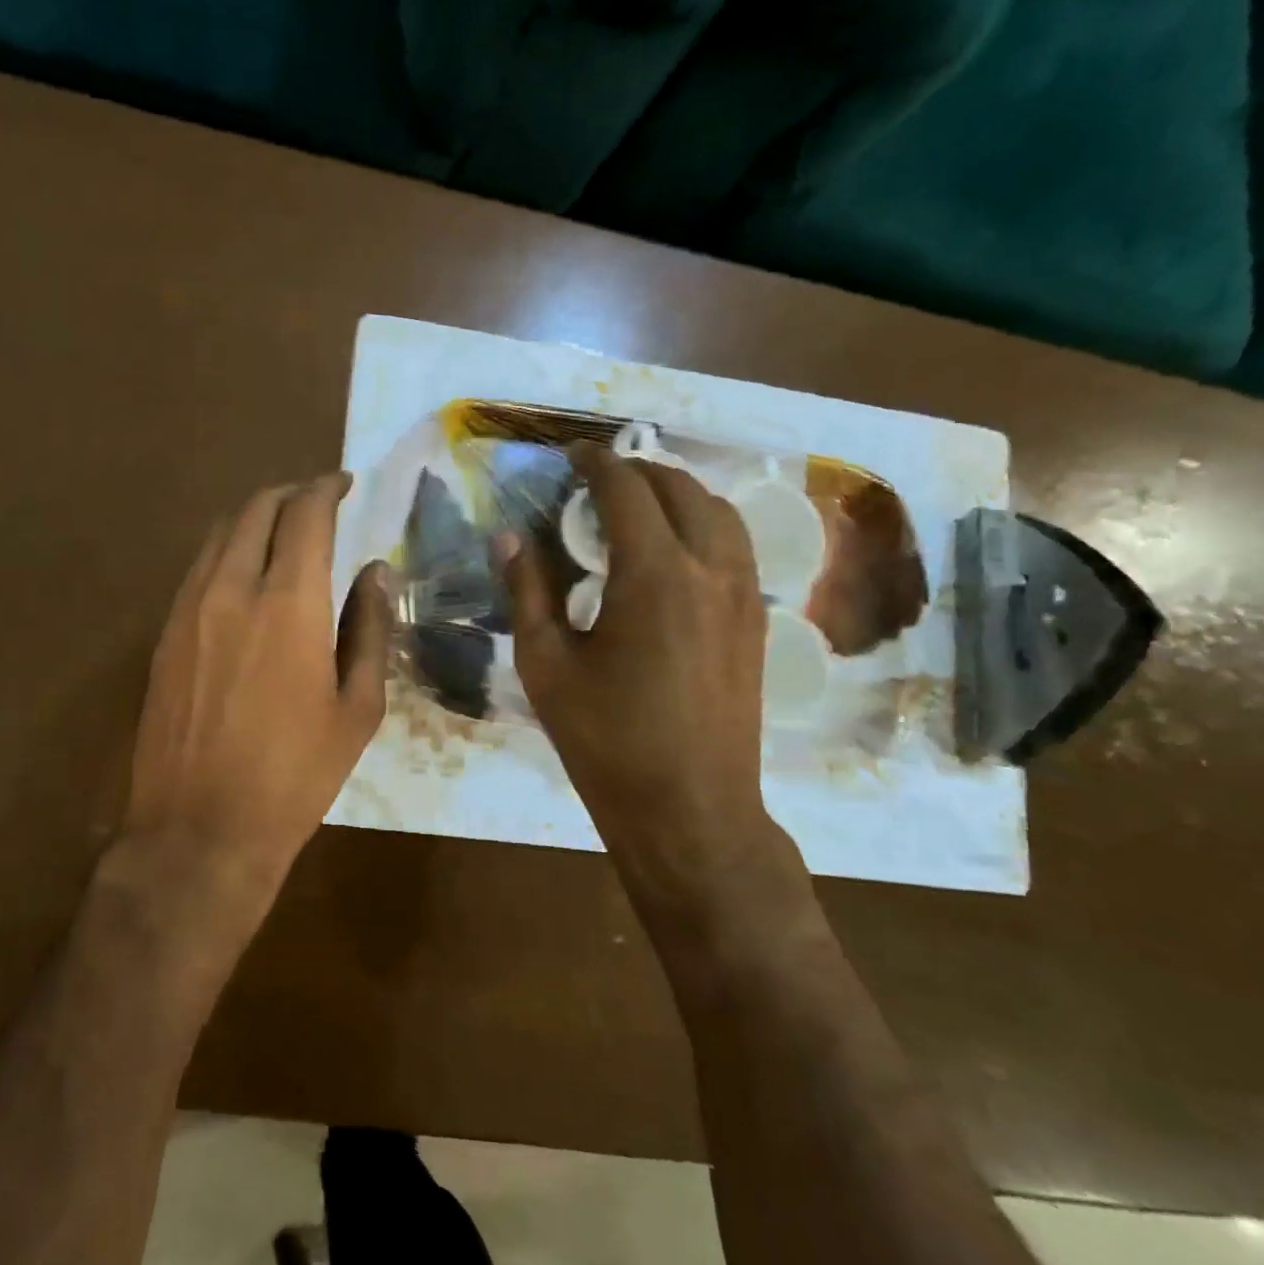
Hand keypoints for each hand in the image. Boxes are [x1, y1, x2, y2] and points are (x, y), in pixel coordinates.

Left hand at [122, 473, 391, 896]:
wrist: (200, 829)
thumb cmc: (295, 775)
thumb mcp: (356, 709)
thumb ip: (369, 629)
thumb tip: (376, 572)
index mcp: (288, 603)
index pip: (305, 514)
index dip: (327, 488)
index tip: (345, 483)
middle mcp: (231, 589)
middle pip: (255, 510)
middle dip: (289, 493)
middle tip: (316, 501)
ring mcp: (188, 609)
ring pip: (218, 534)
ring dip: (253, 518)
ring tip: (281, 531)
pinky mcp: (164, 635)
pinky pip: (196, 569)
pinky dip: (225, 551)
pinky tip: (243, 576)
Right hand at [502, 444, 802, 908]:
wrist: (690, 810)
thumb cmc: (605, 740)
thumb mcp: (546, 665)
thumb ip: (527, 591)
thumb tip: (506, 537)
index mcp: (653, 575)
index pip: (626, 491)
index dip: (596, 463)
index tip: (571, 454)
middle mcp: (709, 569)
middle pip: (681, 489)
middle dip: (638, 471)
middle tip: (598, 477)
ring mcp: (744, 595)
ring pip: (719, 513)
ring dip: (678, 493)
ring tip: (639, 503)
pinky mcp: (756, 622)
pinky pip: (735, 547)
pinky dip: (703, 525)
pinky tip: (674, 551)